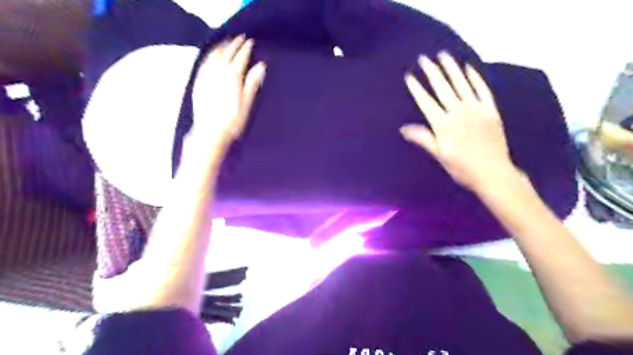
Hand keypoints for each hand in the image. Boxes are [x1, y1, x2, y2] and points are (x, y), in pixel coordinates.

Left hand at [190, 35, 264, 149]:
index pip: (240, 57)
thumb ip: (253, 83)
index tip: (251, 42)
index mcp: (233, 77)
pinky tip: (212, 53)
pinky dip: (210, 54)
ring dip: (222, 46)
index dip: (246, 48)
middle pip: (227, 53)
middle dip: (235, 44)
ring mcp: (206, 76)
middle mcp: (218, 72)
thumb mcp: (247, 104)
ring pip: (214, 54)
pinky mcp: (199, 81)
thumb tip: (260, 66)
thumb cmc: (232, 121)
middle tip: (241, 38)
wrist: (210, 132)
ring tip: (227, 41)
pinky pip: (204, 61)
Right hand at [403, 50, 521, 190]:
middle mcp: (458, 112)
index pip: (426, 102)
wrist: (492, 172)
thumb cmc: (461, 167)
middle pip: (442, 88)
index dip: (417, 89)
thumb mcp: (439, 155)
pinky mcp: (490, 110)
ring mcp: (476, 109)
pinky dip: (475, 78)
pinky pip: (482, 89)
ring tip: (443, 55)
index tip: (410, 76)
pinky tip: (468, 68)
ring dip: (452, 69)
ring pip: (461, 84)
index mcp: (443, 124)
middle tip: (424, 58)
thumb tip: (404, 128)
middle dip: (432, 72)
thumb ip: (423, 138)